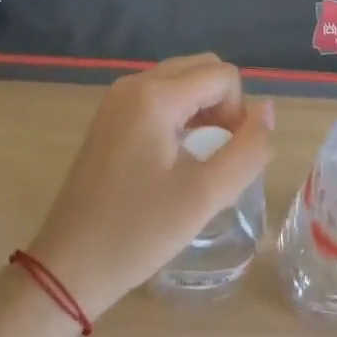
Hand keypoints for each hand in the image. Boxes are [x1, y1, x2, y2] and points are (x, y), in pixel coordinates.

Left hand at [25, 53, 273, 317]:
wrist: (67, 268)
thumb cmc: (138, 232)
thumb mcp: (205, 196)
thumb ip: (247, 149)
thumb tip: (268, 109)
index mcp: (155, 95)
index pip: (223, 75)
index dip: (239, 112)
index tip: (228, 158)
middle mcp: (134, 83)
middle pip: (201, 68)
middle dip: (224, 103)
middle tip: (221, 155)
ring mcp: (117, 99)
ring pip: (181, 80)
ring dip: (203, 109)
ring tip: (202, 159)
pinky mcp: (109, 117)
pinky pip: (159, 96)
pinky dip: (180, 115)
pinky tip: (177, 157)